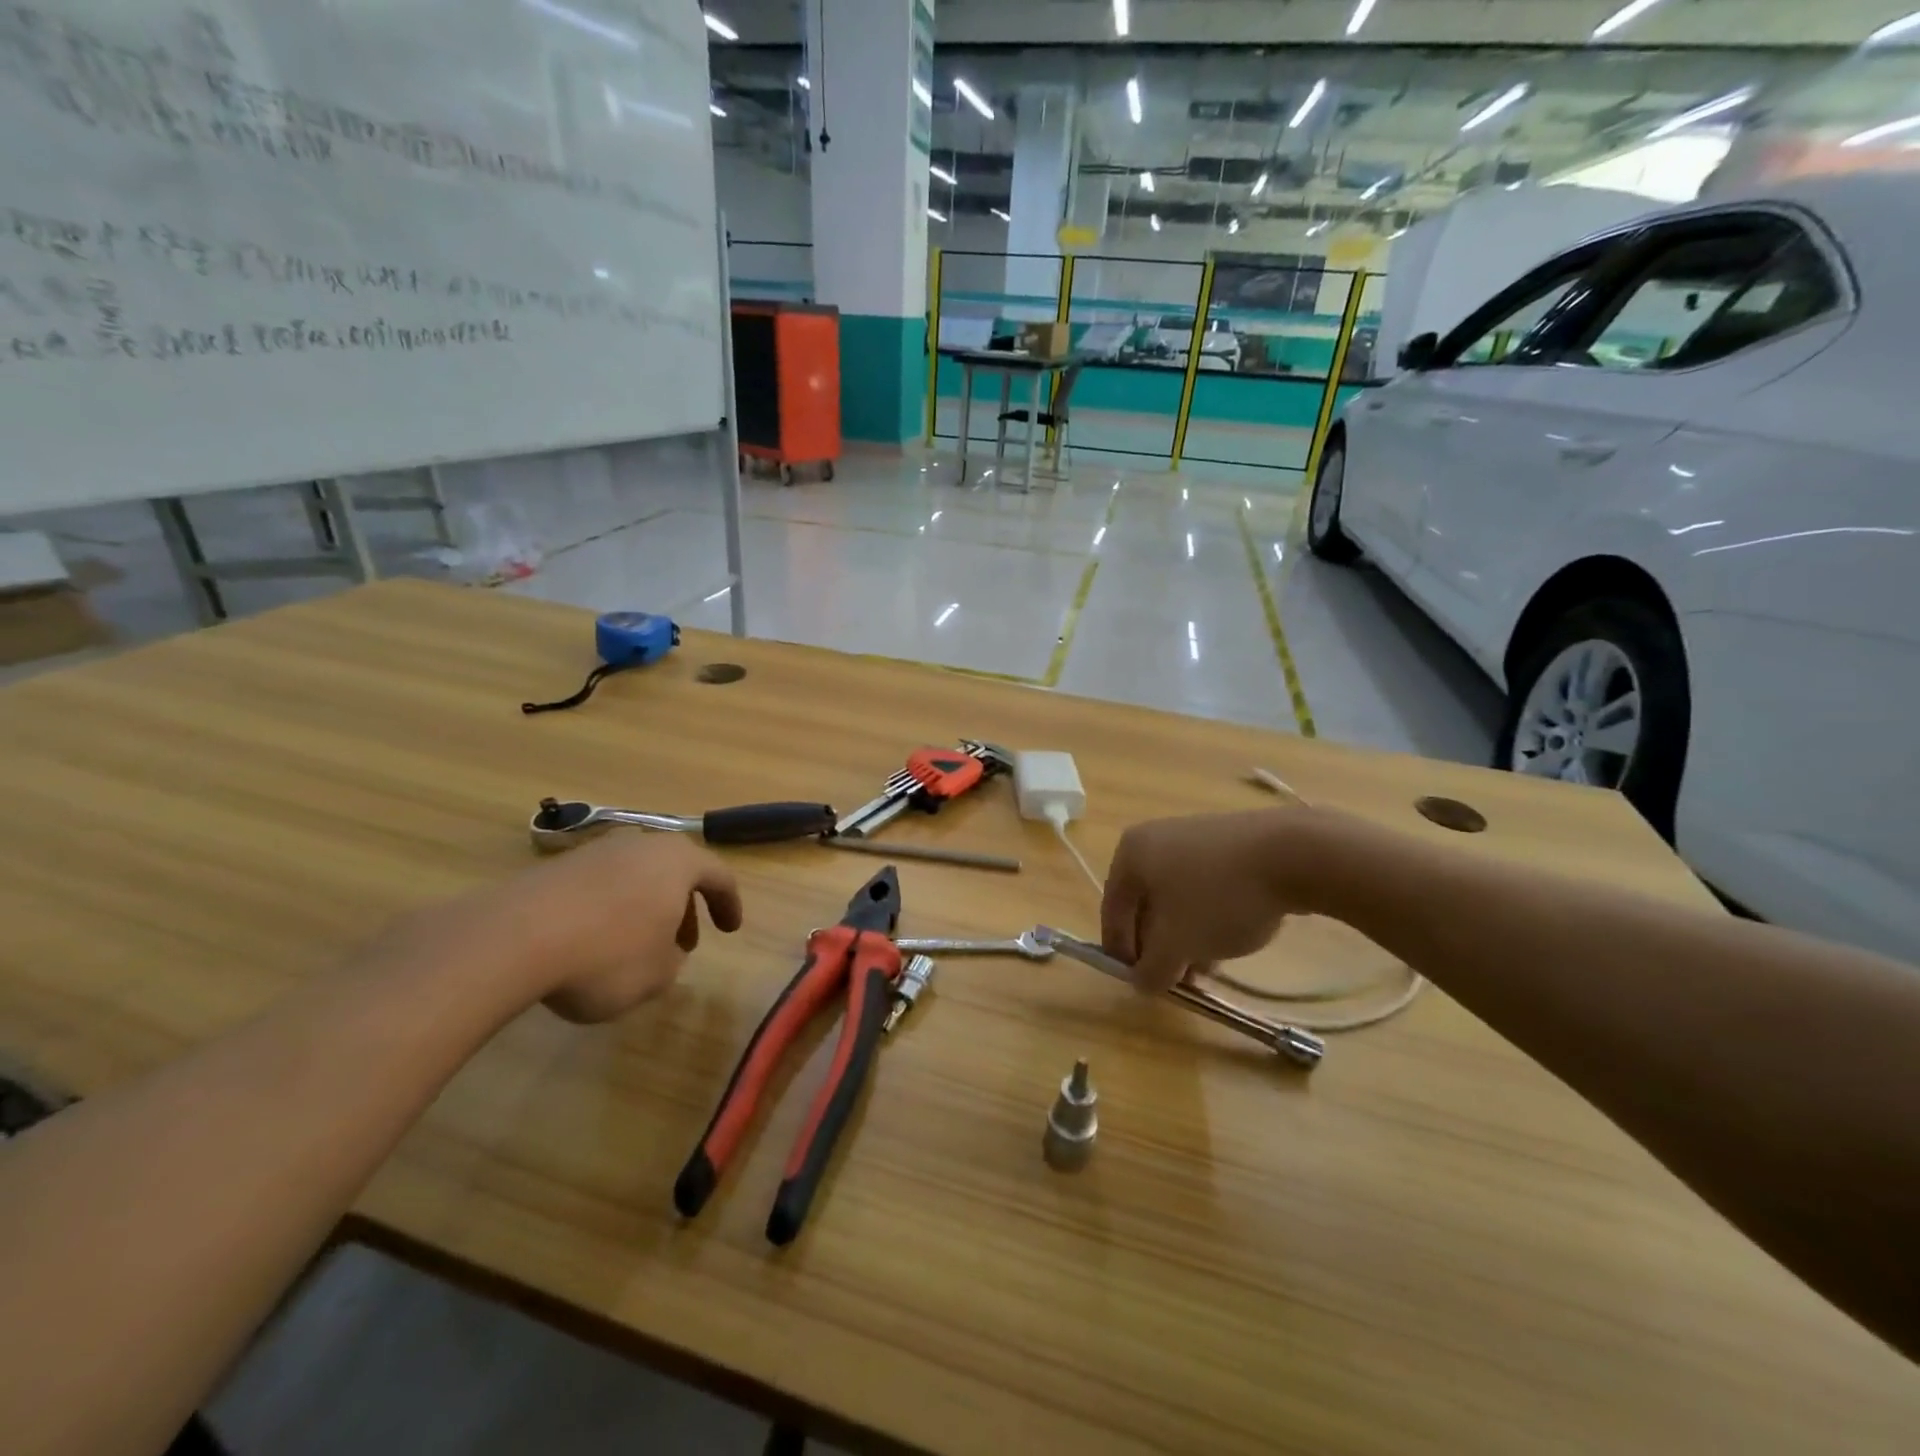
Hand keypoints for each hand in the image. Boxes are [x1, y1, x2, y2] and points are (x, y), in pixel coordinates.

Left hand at [420, 833, 743, 1022]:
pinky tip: (594, 942)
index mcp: (678, 862)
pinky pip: (600, 886)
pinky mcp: (556, 867)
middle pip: (675, 871)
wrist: (513, 938)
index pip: (719, 876)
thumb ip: (672, 962)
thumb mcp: (656, 975)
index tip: (729, 929)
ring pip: (636, 876)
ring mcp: (596, 852)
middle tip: (683, 943)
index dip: (729, 905)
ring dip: (646, 908)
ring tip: (637, 946)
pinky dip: (609, 910)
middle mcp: (641, 845)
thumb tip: (665, 953)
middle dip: (684, 908)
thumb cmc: (606, 955)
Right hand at [1100, 809, 1324, 993]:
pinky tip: (1229, 939)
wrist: (1294, 854)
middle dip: (1158, 946)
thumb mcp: (1178, 944)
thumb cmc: (1219, 896)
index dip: (1122, 952)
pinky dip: (1208, 915)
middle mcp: (1155, 838)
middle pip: (1145, 904)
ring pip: (1177, 898)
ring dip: (1185, 936)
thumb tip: (1142, 982)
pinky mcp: (1228, 843)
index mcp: (1131, 854)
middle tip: (1176, 979)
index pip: (1112, 911)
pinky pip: (1205, 886)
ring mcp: (1193, 836)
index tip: (1142, 983)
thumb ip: (1152, 969)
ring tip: (1207, 968)